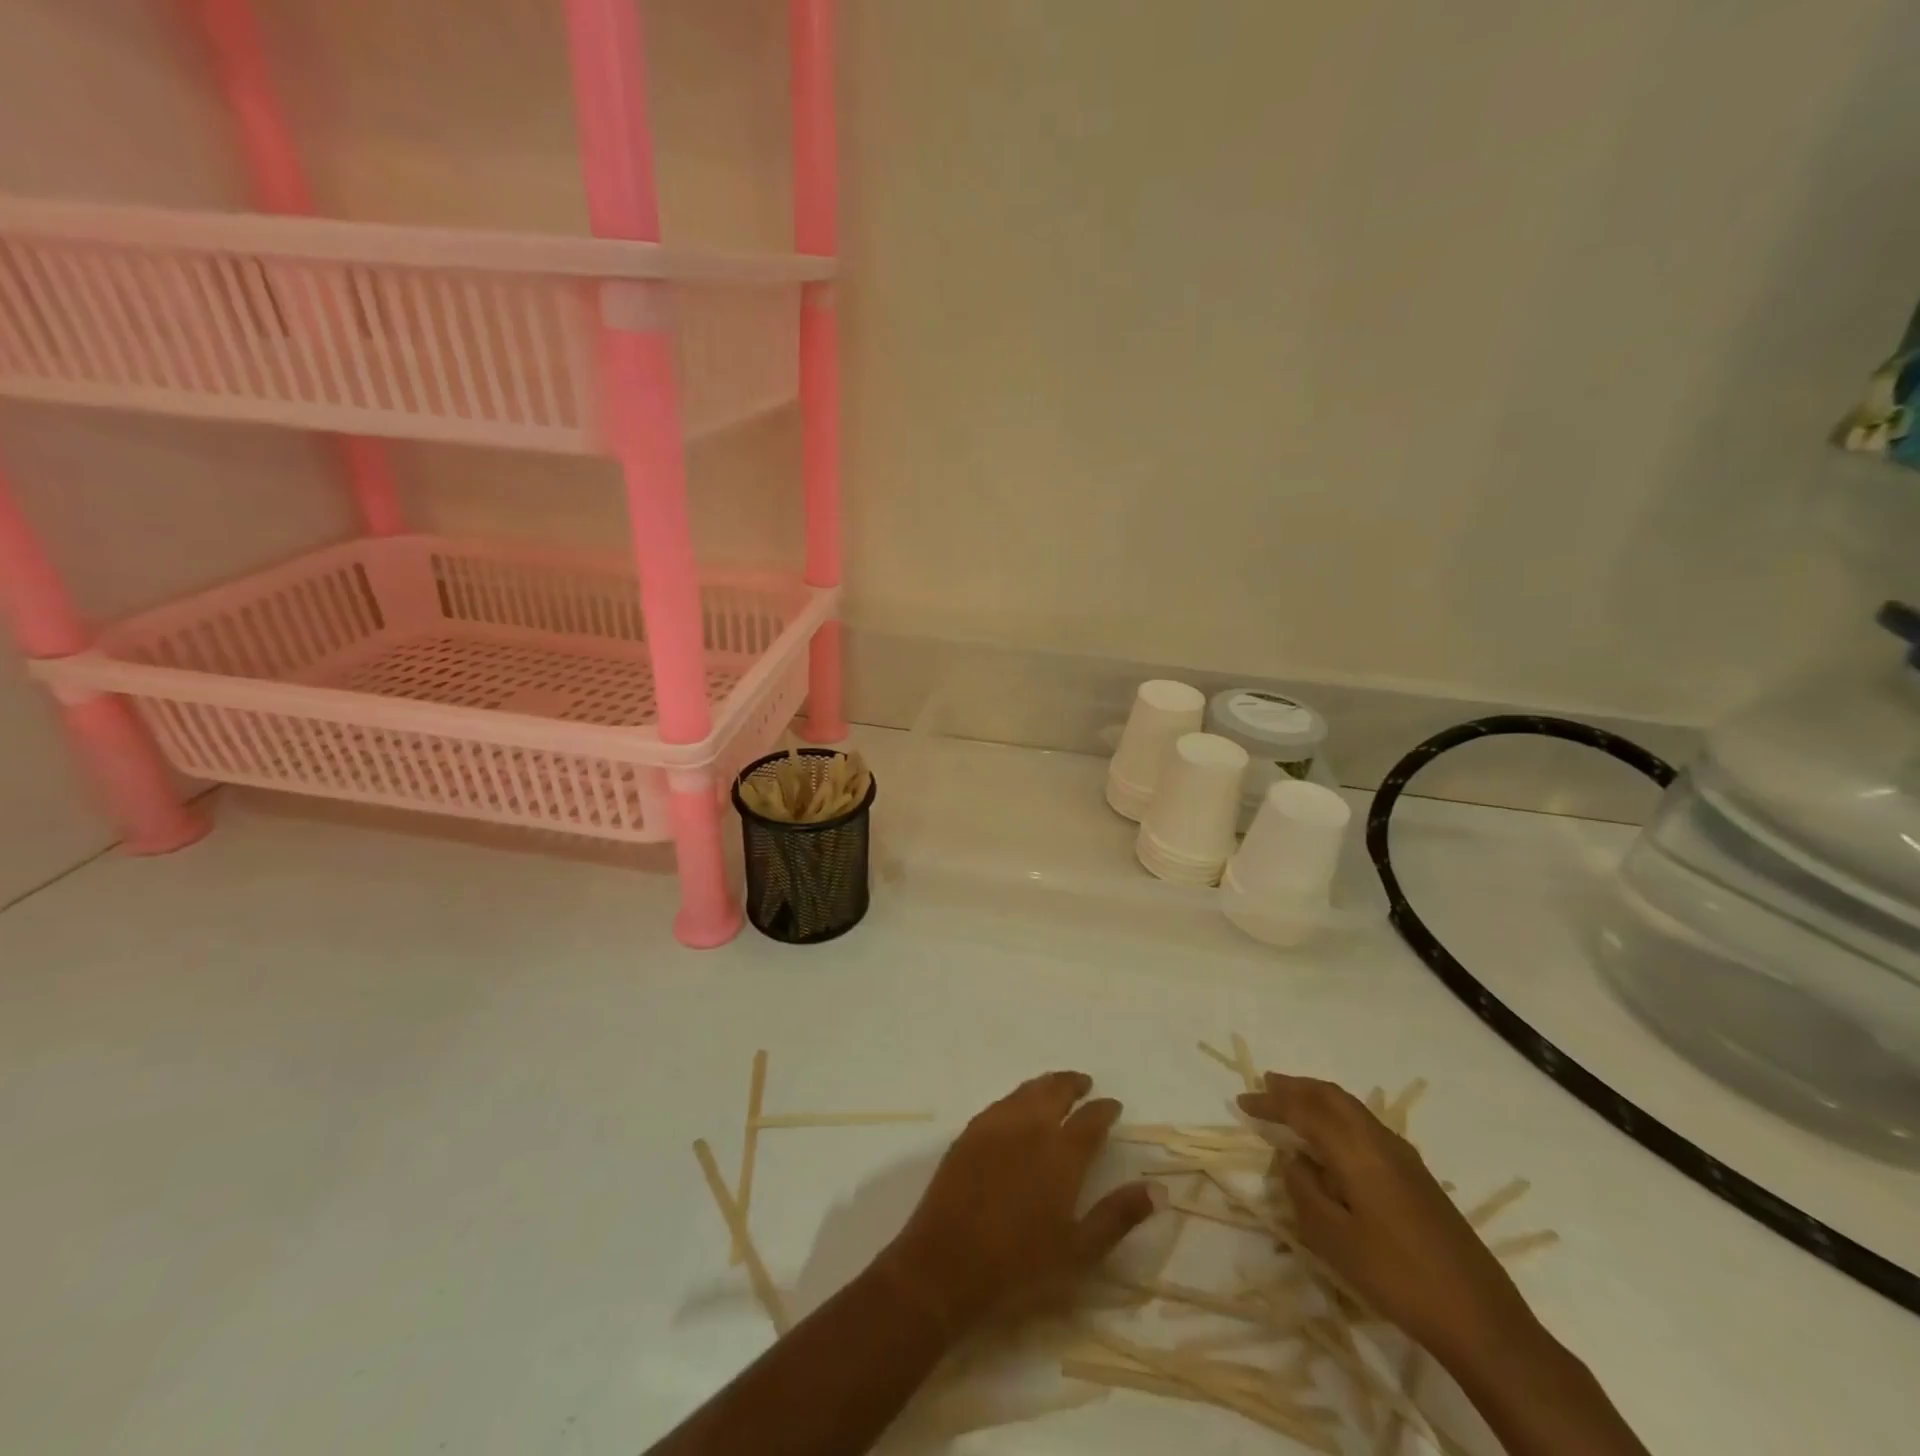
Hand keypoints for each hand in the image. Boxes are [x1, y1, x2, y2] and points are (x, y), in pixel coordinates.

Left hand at [882, 1071, 1154, 1333]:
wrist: (946, 1264)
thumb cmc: (1019, 1265)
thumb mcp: (1079, 1250)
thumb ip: (1119, 1216)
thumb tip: (1159, 1189)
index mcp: (1061, 1153)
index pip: (1091, 1119)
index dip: (1105, 1109)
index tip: (1114, 1106)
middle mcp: (1030, 1127)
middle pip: (1056, 1091)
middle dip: (1074, 1084)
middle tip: (1086, 1084)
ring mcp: (995, 1125)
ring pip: (1027, 1090)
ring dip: (1046, 1085)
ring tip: (1056, 1087)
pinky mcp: (969, 1132)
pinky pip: (1001, 1102)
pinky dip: (1018, 1096)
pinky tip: (1018, 1107)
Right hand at [1237, 1073, 1539, 1368]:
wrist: (1480, 1318)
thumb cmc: (1396, 1277)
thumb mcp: (1333, 1240)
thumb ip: (1303, 1190)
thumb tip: (1292, 1158)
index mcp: (1355, 1151)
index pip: (1304, 1111)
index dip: (1271, 1102)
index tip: (1242, 1101)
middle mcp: (1379, 1141)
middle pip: (1332, 1096)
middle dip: (1296, 1087)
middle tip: (1266, 1084)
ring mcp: (1404, 1157)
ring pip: (1352, 1107)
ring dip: (1319, 1098)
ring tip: (1294, 1101)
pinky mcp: (1417, 1176)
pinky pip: (1367, 1124)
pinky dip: (1340, 1115)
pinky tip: (1334, 1137)